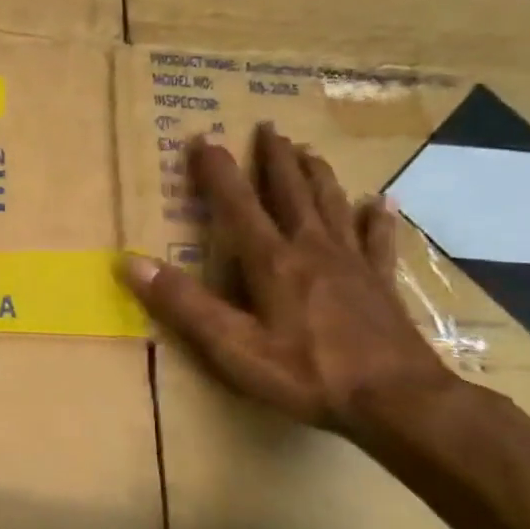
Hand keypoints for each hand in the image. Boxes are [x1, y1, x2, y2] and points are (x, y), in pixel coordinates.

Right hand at [124, 123, 455, 437]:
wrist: (396, 401)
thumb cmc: (307, 374)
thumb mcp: (232, 346)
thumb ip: (183, 303)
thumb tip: (132, 261)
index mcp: (271, 261)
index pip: (236, 203)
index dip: (216, 170)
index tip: (203, 138)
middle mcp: (311, 249)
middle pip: (290, 192)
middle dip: (274, 159)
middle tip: (268, 128)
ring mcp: (352, 263)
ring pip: (331, 205)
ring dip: (316, 175)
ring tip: (308, 150)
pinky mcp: (381, 284)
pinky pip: (378, 240)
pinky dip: (377, 218)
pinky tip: (380, 201)